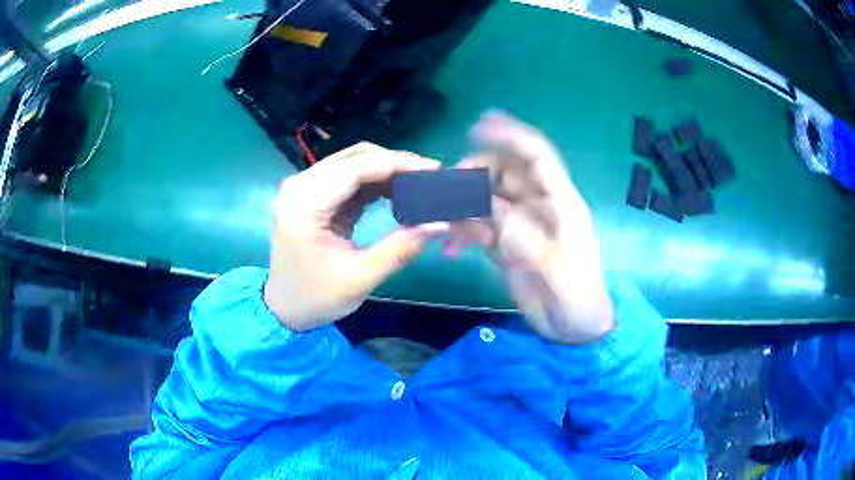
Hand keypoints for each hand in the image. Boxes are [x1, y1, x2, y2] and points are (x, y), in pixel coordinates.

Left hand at [264, 143, 447, 330]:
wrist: (284, 308)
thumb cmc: (315, 297)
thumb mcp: (359, 278)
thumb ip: (400, 249)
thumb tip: (440, 225)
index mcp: (304, 203)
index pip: (354, 168)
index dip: (396, 164)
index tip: (433, 169)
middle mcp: (301, 186)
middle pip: (354, 157)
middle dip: (395, 163)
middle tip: (430, 177)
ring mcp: (306, 188)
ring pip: (354, 163)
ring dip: (387, 171)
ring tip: (419, 185)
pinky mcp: (314, 195)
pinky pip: (350, 178)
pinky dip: (376, 182)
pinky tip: (398, 193)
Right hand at [450, 112, 613, 343]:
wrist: (574, 330)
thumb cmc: (579, 299)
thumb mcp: (559, 272)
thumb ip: (528, 240)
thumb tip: (496, 214)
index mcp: (560, 203)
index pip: (536, 156)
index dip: (510, 135)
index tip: (478, 126)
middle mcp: (537, 206)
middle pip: (502, 173)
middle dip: (473, 175)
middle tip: (444, 191)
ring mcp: (518, 225)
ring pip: (484, 199)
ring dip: (461, 207)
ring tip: (441, 226)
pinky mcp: (504, 245)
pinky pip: (478, 227)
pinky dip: (461, 233)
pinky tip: (451, 250)